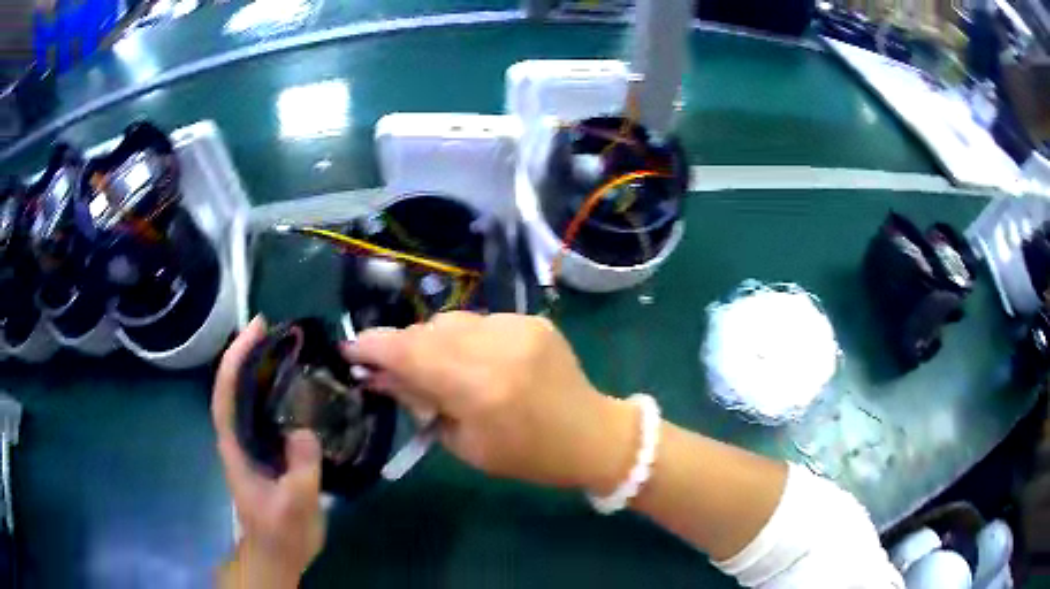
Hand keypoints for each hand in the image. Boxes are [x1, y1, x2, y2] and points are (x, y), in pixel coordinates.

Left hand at [212, 317, 324, 587]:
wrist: (277, 554)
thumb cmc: (281, 533)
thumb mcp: (296, 505)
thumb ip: (301, 468)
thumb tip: (304, 428)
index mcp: (235, 447)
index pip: (226, 394)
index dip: (236, 359)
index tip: (256, 330)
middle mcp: (237, 438)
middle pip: (234, 386)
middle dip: (248, 353)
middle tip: (275, 329)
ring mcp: (250, 445)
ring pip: (249, 397)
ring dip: (261, 368)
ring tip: (287, 349)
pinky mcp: (265, 451)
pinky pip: (266, 412)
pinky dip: (276, 392)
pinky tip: (297, 388)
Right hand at [345, 312, 638, 493]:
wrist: (591, 435)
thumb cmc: (526, 456)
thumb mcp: (465, 444)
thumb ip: (421, 403)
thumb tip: (381, 375)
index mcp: (481, 388)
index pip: (411, 353)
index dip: (374, 347)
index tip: (350, 350)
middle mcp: (498, 347)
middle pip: (428, 331)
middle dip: (403, 348)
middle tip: (394, 371)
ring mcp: (519, 327)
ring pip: (452, 321)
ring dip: (433, 342)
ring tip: (439, 370)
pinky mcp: (532, 320)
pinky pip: (480, 321)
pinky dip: (465, 339)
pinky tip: (475, 362)